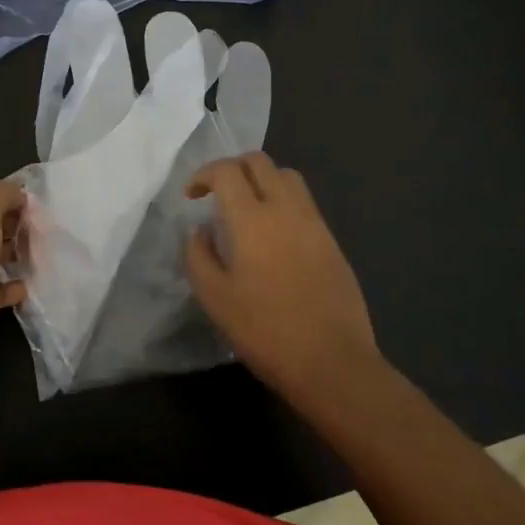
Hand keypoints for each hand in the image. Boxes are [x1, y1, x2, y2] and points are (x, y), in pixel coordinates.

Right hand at [184, 152, 383, 406]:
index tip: (192, 196)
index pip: (227, 171)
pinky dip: (283, 200)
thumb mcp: (215, 299)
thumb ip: (198, 256)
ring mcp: (314, 222)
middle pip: (259, 162)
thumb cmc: (266, 331)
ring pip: (287, 176)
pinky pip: (304, 202)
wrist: (333, 362)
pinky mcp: (331, 240)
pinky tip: (273, 235)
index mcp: (253, 219)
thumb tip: (199, 230)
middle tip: (217, 194)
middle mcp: (286, 209)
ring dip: (261, 180)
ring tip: (247, 209)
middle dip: (232, 168)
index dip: (204, 174)